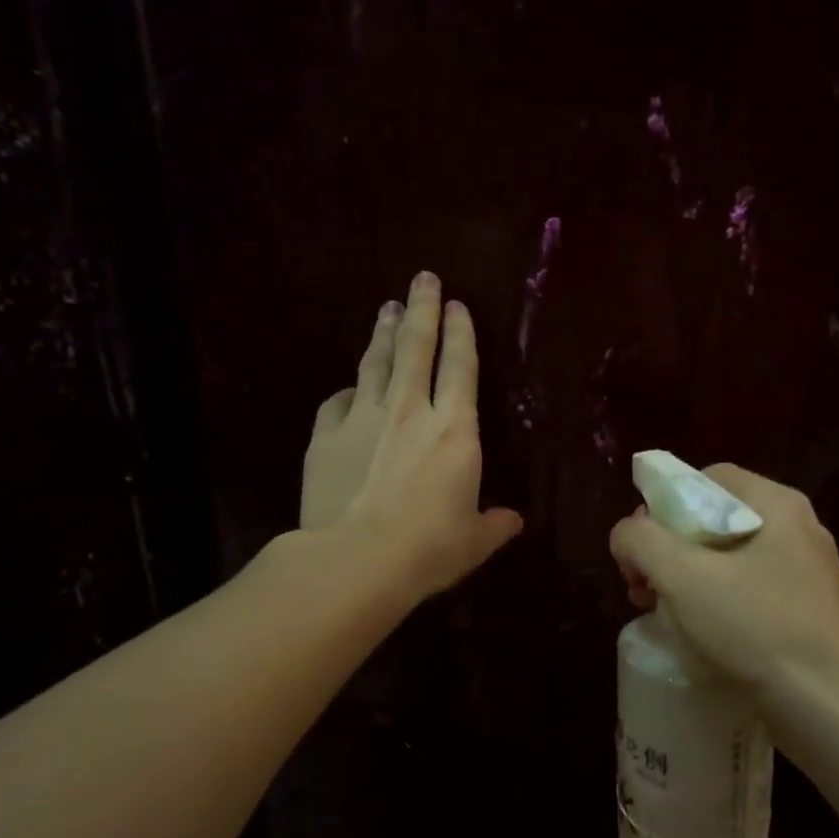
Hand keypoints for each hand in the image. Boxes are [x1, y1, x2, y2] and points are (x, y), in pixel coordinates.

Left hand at [302, 271, 522, 598]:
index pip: (460, 366)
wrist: (355, 560)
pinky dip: (346, 391)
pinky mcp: (326, 436)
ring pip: (374, 363)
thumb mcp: (474, 541)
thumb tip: (512, 521)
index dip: (460, 332)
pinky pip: (337, 402)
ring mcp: (362, 418)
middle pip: (415, 346)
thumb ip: (495, 525)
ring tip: (386, 308)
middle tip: (422, 278)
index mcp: (454, 430)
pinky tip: (348, 387)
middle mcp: (409, 410)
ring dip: (382, 333)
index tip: (457, 303)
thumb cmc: (428, 548)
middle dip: (421, 308)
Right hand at [609, 465, 838, 696]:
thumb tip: (626, 535)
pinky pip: (749, 591)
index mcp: (777, 504)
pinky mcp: (807, 612)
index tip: (640, 548)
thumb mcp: (683, 576)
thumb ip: (641, 541)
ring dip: (685, 579)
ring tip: (660, 613)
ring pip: (729, 559)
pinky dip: (715, 603)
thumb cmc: (757, 628)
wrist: (832, 707)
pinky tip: (697, 634)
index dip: (662, 505)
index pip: (706, 479)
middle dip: (668, 549)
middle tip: (642, 587)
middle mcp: (797, 529)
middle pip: (714, 519)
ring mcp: (807, 573)